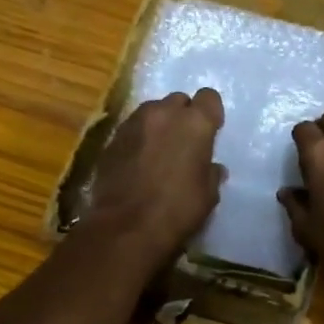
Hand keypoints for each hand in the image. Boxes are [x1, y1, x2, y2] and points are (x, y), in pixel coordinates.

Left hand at [85, 88, 225, 264]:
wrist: (125, 226)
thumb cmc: (177, 210)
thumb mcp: (208, 195)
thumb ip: (211, 173)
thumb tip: (212, 168)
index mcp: (195, 123)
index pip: (209, 97)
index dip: (211, 113)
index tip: (210, 130)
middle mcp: (164, 113)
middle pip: (178, 100)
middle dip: (183, 115)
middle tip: (184, 141)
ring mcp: (134, 123)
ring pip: (152, 111)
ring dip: (159, 124)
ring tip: (159, 150)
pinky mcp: (112, 138)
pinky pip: (132, 129)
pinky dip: (139, 138)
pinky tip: (138, 161)